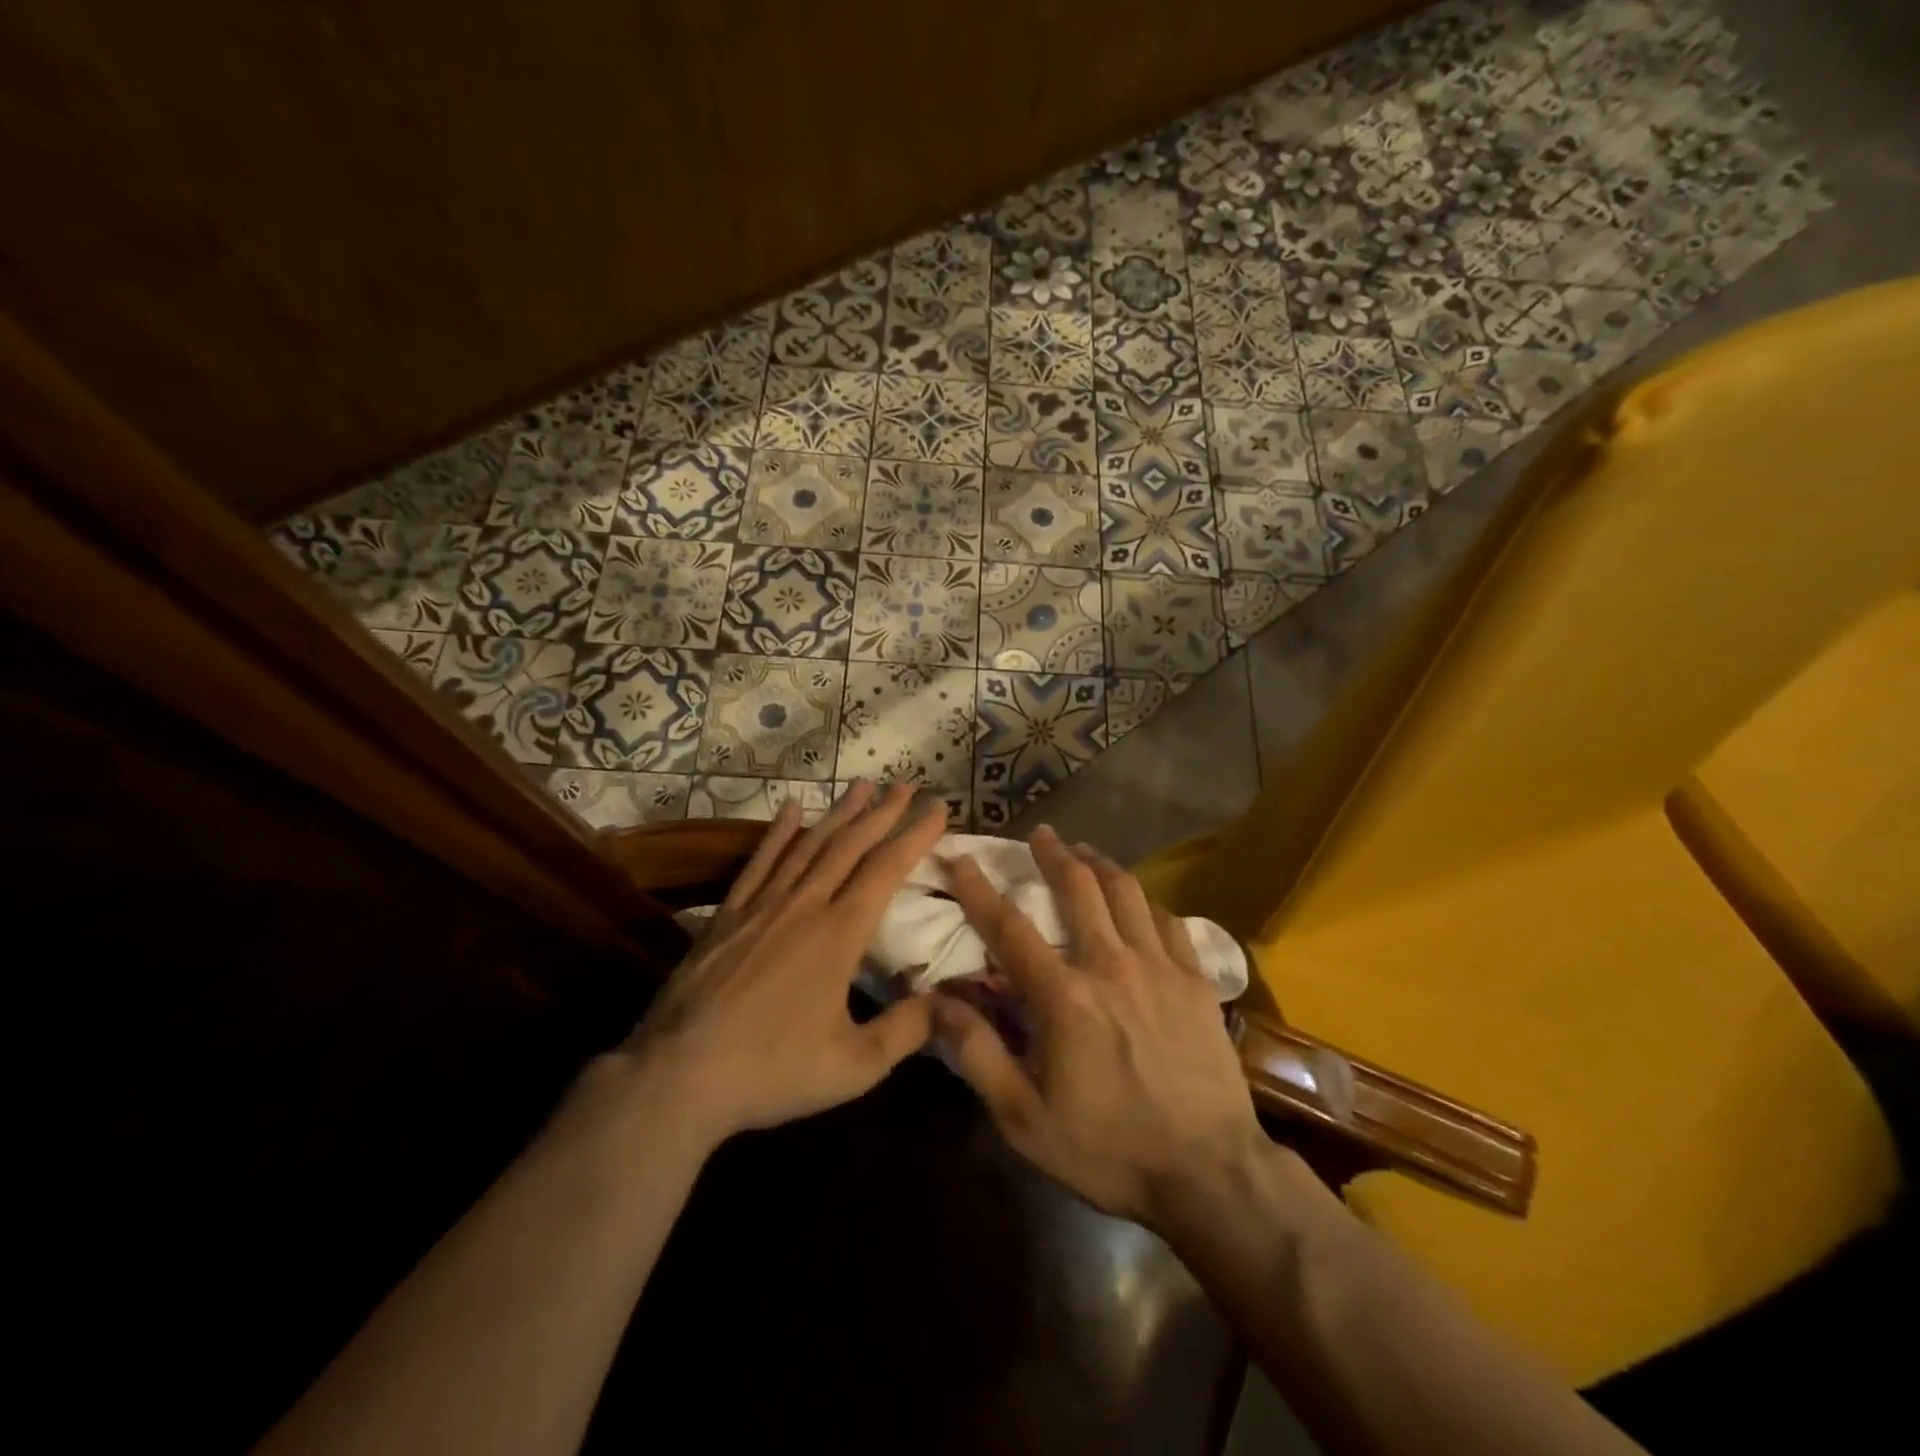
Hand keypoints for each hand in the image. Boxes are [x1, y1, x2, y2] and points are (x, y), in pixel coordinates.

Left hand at [622, 781, 948, 1146]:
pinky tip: (791, 808)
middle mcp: (804, 905)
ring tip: (862, 784)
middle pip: (850, 845)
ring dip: (839, 812)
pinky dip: (778, 832)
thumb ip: (906, 1031)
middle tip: (907, 784)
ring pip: (809, 844)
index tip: (938, 807)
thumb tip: (948, 1004)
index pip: (886, 869)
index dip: (915, 835)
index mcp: (839, 934)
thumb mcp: (854, 1066)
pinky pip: (760, 861)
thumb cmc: (772, 1071)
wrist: (678, 1075)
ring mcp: (762, 905)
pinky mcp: (728, 914)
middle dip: (882, 812)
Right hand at [932, 825, 1267, 1231]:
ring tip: (1085, 851)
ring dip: (1101, 865)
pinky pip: (1169, 921)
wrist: (1211, 1173)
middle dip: (1053, 855)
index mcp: (1064, 997)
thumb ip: (979, 1055)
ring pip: (1127, 893)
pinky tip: (1139, 902)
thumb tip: (936, 1004)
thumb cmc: (1110, 1150)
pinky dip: (1147, 902)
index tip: (963, 858)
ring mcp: (1159, 967)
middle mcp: (1110, 965)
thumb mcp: (1026, 1120)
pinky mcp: (1195, 981)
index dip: (980, 889)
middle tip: (1040, 834)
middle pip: (1078, 889)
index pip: (1010, 927)